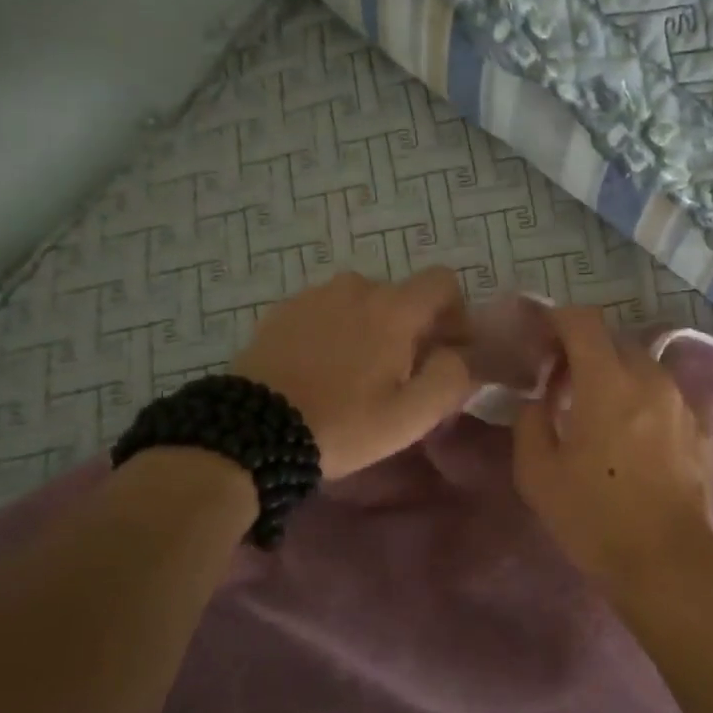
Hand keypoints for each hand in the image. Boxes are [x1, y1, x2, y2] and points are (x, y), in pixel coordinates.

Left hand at [233, 269, 477, 478]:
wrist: (252, 431)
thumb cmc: (342, 424)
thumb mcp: (410, 416)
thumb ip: (451, 378)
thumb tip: (461, 356)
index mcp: (393, 308)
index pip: (443, 281)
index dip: (455, 312)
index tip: (447, 349)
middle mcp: (356, 288)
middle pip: (401, 296)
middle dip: (411, 328)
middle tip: (400, 375)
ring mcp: (314, 296)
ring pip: (362, 303)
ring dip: (371, 328)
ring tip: (356, 374)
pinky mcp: (283, 311)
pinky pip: (326, 312)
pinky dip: (335, 332)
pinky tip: (322, 370)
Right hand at [512, 306, 712, 588]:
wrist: (667, 561)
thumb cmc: (594, 518)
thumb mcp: (538, 474)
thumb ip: (530, 422)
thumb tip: (539, 400)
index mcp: (607, 382)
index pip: (583, 321)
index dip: (557, 319)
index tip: (540, 338)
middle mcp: (650, 378)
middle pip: (614, 339)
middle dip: (584, 349)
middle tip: (562, 380)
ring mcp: (682, 400)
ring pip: (643, 364)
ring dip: (616, 373)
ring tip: (600, 408)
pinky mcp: (702, 425)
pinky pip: (667, 392)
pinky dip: (645, 397)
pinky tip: (636, 430)